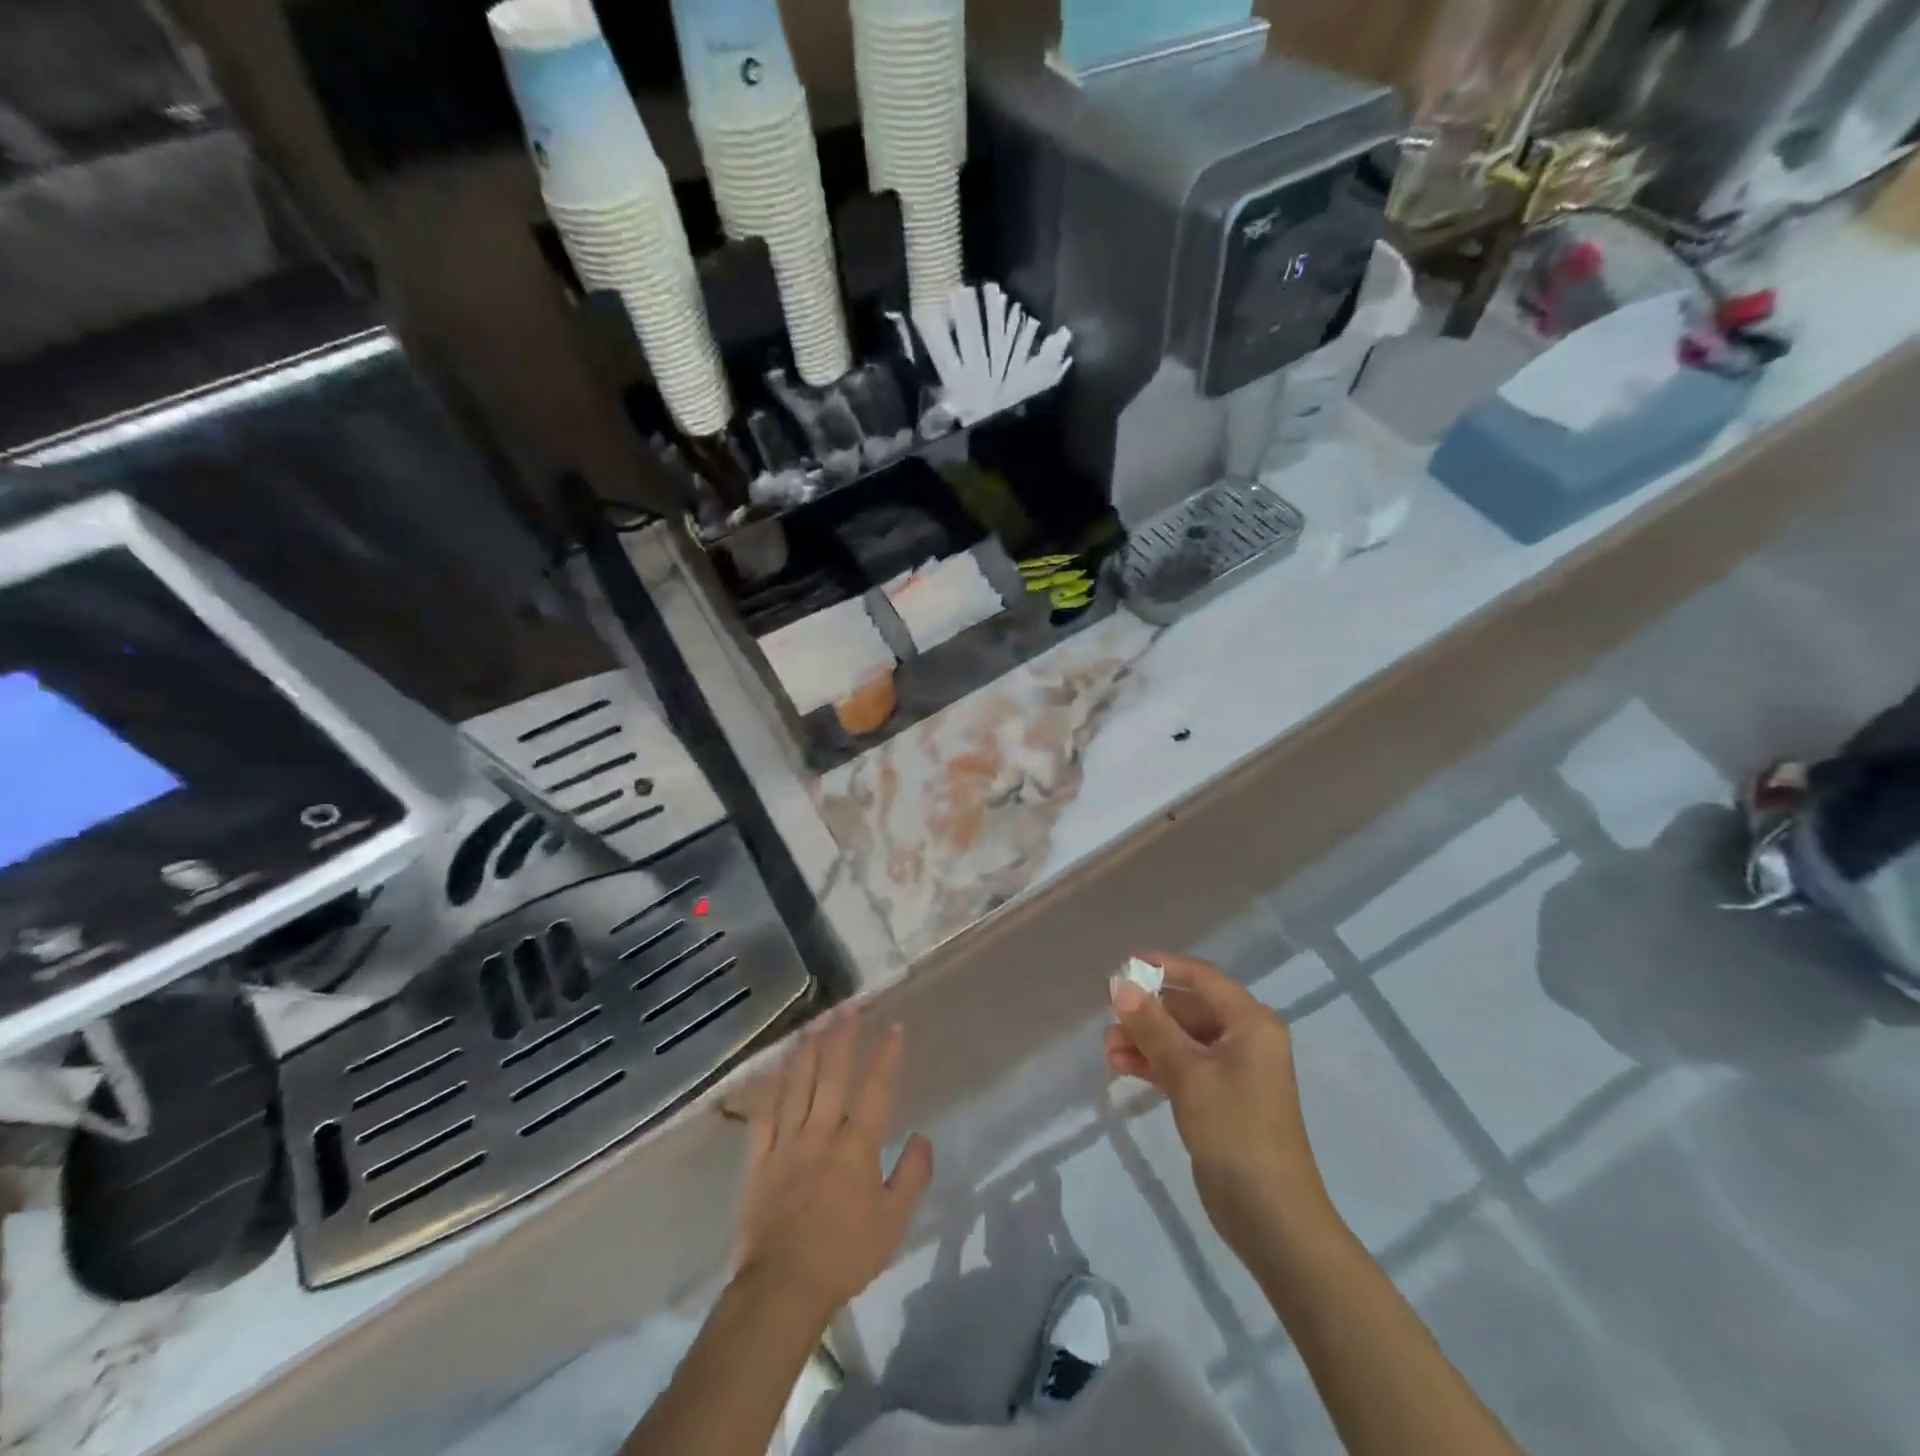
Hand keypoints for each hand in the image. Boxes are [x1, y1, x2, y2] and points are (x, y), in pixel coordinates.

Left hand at [735, 1008, 933, 1321]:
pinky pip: (763, 1114)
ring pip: (796, 1085)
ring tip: (814, 1024)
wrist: (782, 1289)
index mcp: (856, 1146)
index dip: (886, 1056)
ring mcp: (786, 1143)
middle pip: (832, 1074)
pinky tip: (774, 1068)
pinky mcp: (758, 1159)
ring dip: (807, 1050)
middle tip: (848, 1008)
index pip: (875, 1089)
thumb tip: (923, 1136)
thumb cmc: (844, 1255)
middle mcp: (821, 1133)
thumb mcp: (894, 1223)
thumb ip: (912, 1176)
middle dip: (842, 1037)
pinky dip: (769, 1087)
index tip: (894, 1028)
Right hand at [1106, 953, 1332, 1254]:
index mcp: (1250, 1023)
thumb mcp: (1188, 1073)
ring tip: (1107, 1050)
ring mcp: (1234, 1072)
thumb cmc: (1235, 1130)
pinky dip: (1154, 1065)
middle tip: (1108, 1015)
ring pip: (1181, 1040)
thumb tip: (1120, 986)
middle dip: (1147, 1012)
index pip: (1202, 978)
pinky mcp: (1220, 1100)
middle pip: (1189, 1009)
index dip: (1163, 966)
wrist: (1271, 1217)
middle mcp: (1245, 1039)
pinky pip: (1183, 1067)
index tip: (1124, 966)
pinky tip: (1121, 1068)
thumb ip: (1152, 1026)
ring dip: (1145, 1040)